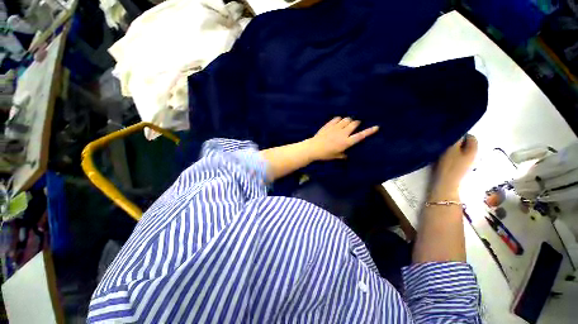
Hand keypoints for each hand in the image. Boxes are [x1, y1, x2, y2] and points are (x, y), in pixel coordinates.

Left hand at [305, 117, 378, 160]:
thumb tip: (347, 156)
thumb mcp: (335, 156)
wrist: (313, 148)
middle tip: (354, 126)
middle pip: (354, 123)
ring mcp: (336, 128)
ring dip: (348, 121)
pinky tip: (338, 122)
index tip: (377, 127)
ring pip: (346, 119)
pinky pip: (337, 118)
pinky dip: (339, 119)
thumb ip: (343, 155)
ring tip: (346, 124)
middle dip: (356, 123)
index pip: (360, 136)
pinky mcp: (329, 125)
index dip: (369, 131)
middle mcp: (343, 133)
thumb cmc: (325, 154)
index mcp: (346, 142)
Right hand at [431, 134, 477, 199]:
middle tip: (445, 146)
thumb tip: (457, 132)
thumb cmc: (449, 166)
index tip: (449, 139)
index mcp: (474, 150)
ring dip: (453, 151)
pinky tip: (444, 160)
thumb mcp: (451, 150)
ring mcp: (468, 163)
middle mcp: (474, 155)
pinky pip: (457, 158)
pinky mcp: (461, 169)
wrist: (446, 184)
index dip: (460, 135)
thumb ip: (455, 139)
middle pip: (466, 144)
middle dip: (456, 143)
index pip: (471, 136)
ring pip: (461, 151)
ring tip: (443, 153)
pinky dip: (451, 157)